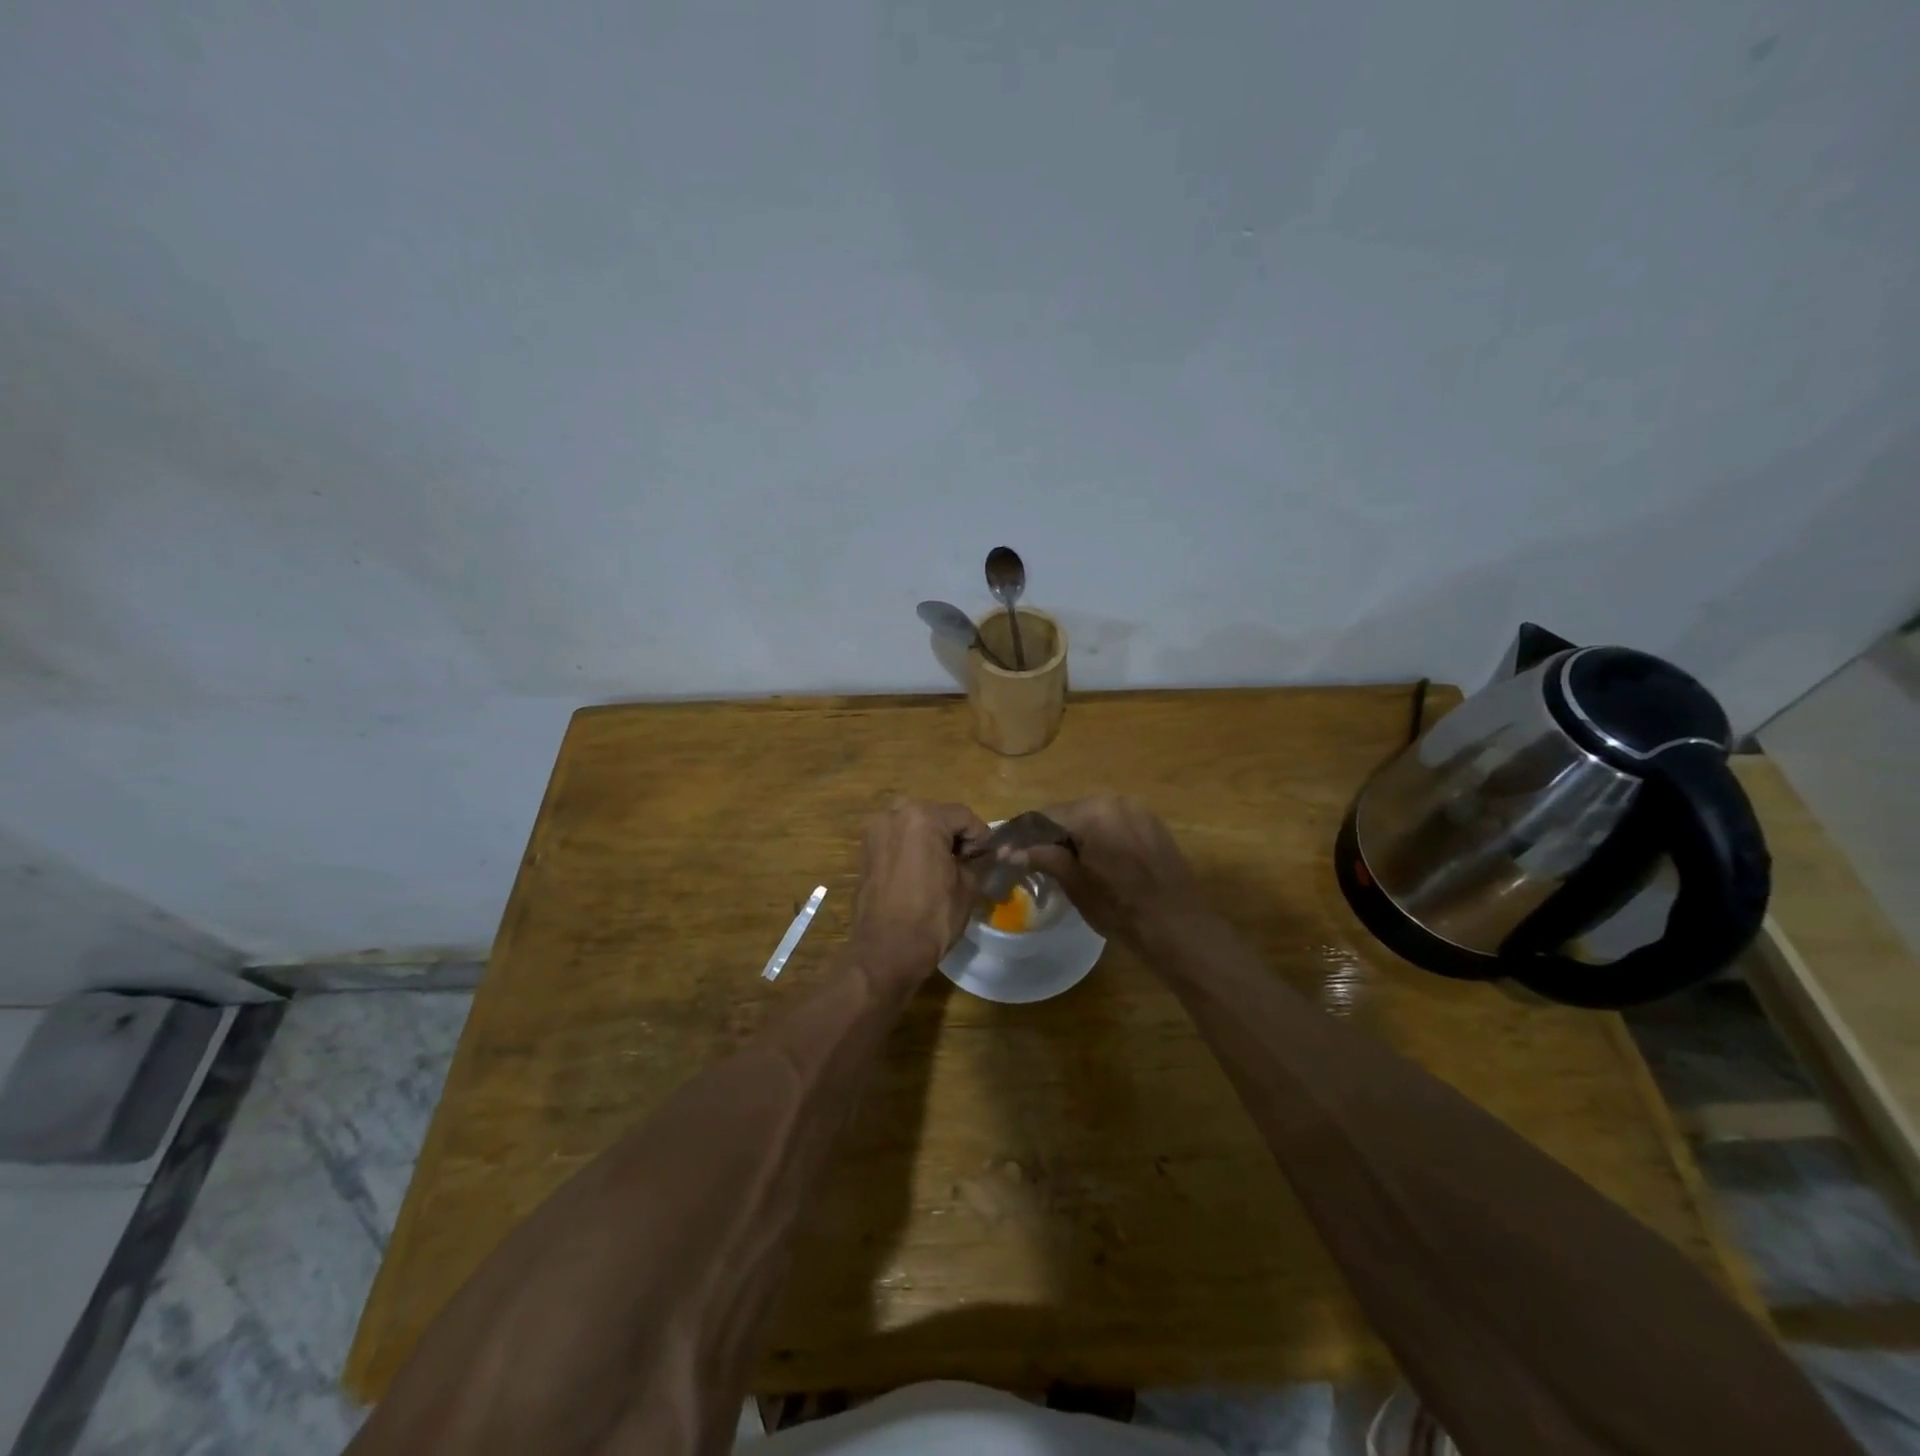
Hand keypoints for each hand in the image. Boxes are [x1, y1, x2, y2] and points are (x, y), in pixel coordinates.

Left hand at [849, 799, 989, 975]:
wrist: (886, 952)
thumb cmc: (932, 917)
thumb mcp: (967, 886)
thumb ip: (977, 861)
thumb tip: (984, 855)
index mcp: (922, 817)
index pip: (963, 816)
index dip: (981, 837)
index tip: (988, 859)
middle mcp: (894, 815)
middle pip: (936, 816)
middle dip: (954, 836)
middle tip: (967, 863)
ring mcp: (875, 832)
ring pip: (914, 826)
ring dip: (931, 840)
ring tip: (944, 869)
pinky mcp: (865, 851)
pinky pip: (897, 840)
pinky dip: (912, 849)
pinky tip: (921, 874)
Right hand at [1022, 795, 1202, 945]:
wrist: (1177, 925)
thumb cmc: (1119, 907)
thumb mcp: (1074, 883)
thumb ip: (1044, 858)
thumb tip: (1011, 850)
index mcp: (1093, 810)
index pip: (1046, 816)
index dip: (1026, 836)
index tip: (1011, 852)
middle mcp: (1116, 800)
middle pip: (1071, 814)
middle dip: (1053, 835)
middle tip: (1037, 860)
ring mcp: (1139, 811)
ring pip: (1096, 818)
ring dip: (1078, 836)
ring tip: (1067, 863)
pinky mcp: (1154, 825)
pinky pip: (1117, 825)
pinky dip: (1102, 837)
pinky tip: (1099, 861)